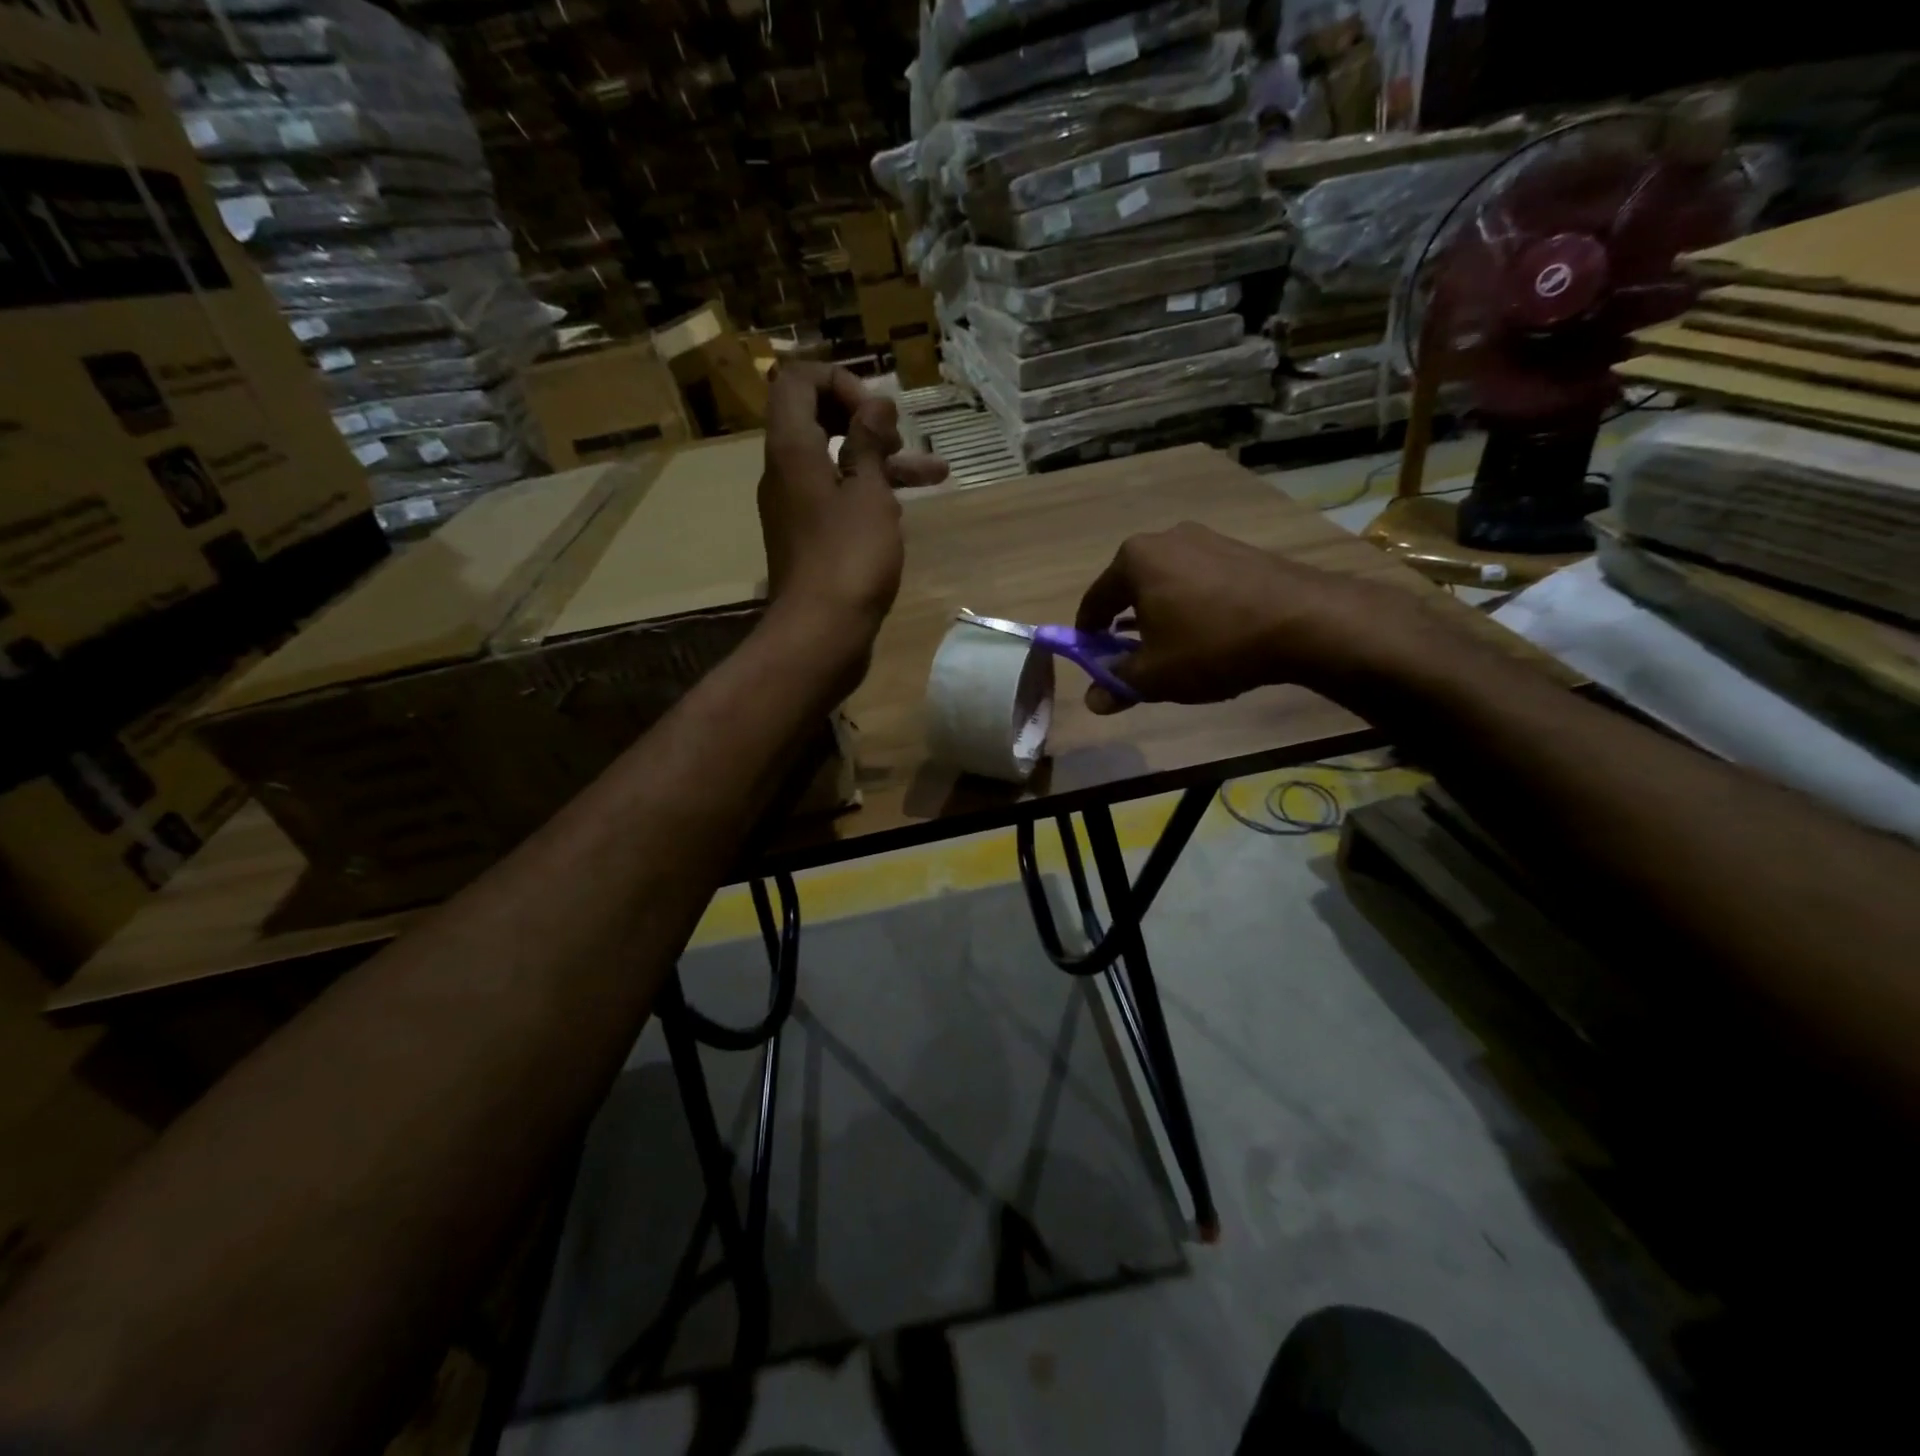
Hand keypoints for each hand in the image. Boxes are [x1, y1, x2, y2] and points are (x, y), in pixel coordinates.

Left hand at [758, 363, 946, 652]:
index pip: (797, 381)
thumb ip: (869, 443)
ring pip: (837, 463)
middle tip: (898, 437)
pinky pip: (839, 500)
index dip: (840, 381)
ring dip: (882, 461)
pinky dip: (872, 495)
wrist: (821, 634)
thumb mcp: (868, 494)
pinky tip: (910, 506)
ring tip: (936, 471)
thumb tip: (874, 405)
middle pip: (817, 419)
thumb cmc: (848, 558)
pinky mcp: (812, 539)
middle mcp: (786, 472)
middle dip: (865, 419)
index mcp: (792, 449)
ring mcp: (797, 508)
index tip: (877, 412)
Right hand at [1073, 522, 1433, 713]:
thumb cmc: (1212, 644)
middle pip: (1131, 587)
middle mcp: (1166, 539)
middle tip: (1132, 658)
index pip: (1095, 600)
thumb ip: (1118, 683)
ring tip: (1173, 648)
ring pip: (1167, 583)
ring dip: (1161, 614)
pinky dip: (1193, 606)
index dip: (1087, 634)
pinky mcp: (1240, 549)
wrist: (1304, 621)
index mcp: (1134, 560)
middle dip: (1125, 623)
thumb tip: (1093, 701)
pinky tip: (1209, 633)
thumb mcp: (1155, 675)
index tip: (1090, 658)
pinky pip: (1200, 580)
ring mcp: (1207, 539)